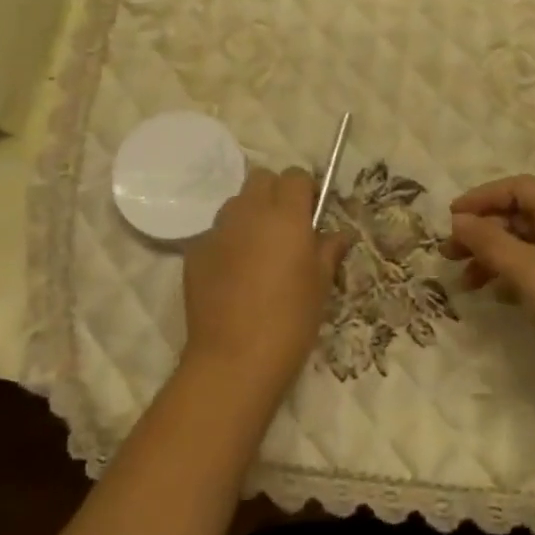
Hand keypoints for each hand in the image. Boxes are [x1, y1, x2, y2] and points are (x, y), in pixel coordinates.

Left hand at [182, 167, 348, 397]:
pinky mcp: (195, 251)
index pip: (295, 175)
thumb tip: (339, 233)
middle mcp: (249, 212)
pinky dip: (227, 242)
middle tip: (285, 227)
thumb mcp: (321, 285)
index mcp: (285, 215)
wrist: (234, 359)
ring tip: (258, 250)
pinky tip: (233, 275)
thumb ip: (329, 249)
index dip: (304, 189)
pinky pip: (215, 233)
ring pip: (235, 203)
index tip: (310, 213)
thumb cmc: (290, 320)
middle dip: (275, 193)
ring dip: (249, 215)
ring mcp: (217, 229)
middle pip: (261, 178)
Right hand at [448, 175, 534, 396]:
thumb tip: (458, 220)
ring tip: (464, 281)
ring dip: (492, 257)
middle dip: (482, 231)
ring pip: (524, 246)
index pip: (517, 188)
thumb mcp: (526, 268)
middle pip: (519, 216)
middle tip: (449, 253)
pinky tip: (494, 296)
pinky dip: (510, 277)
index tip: (452, 217)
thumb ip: (489, 241)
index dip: (482, 197)